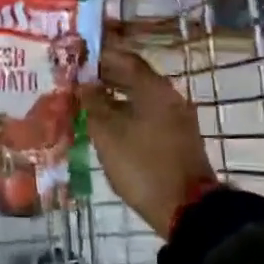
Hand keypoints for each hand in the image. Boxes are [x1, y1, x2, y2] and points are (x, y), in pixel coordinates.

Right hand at [81, 46, 216, 236]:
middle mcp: (169, 97)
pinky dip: (127, 112)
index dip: (100, 56)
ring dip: (115, 96)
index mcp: (154, 89)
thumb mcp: (108, 133)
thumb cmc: (142, 165)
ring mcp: (176, 118)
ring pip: (141, 97)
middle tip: (77, 79)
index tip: (78, 56)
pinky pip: (148, 114)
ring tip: (87, 102)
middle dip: (106, 76)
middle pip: (134, 77)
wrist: (186, 208)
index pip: (125, 59)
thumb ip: (94, 103)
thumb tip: (84, 84)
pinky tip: (108, 124)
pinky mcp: (177, 138)